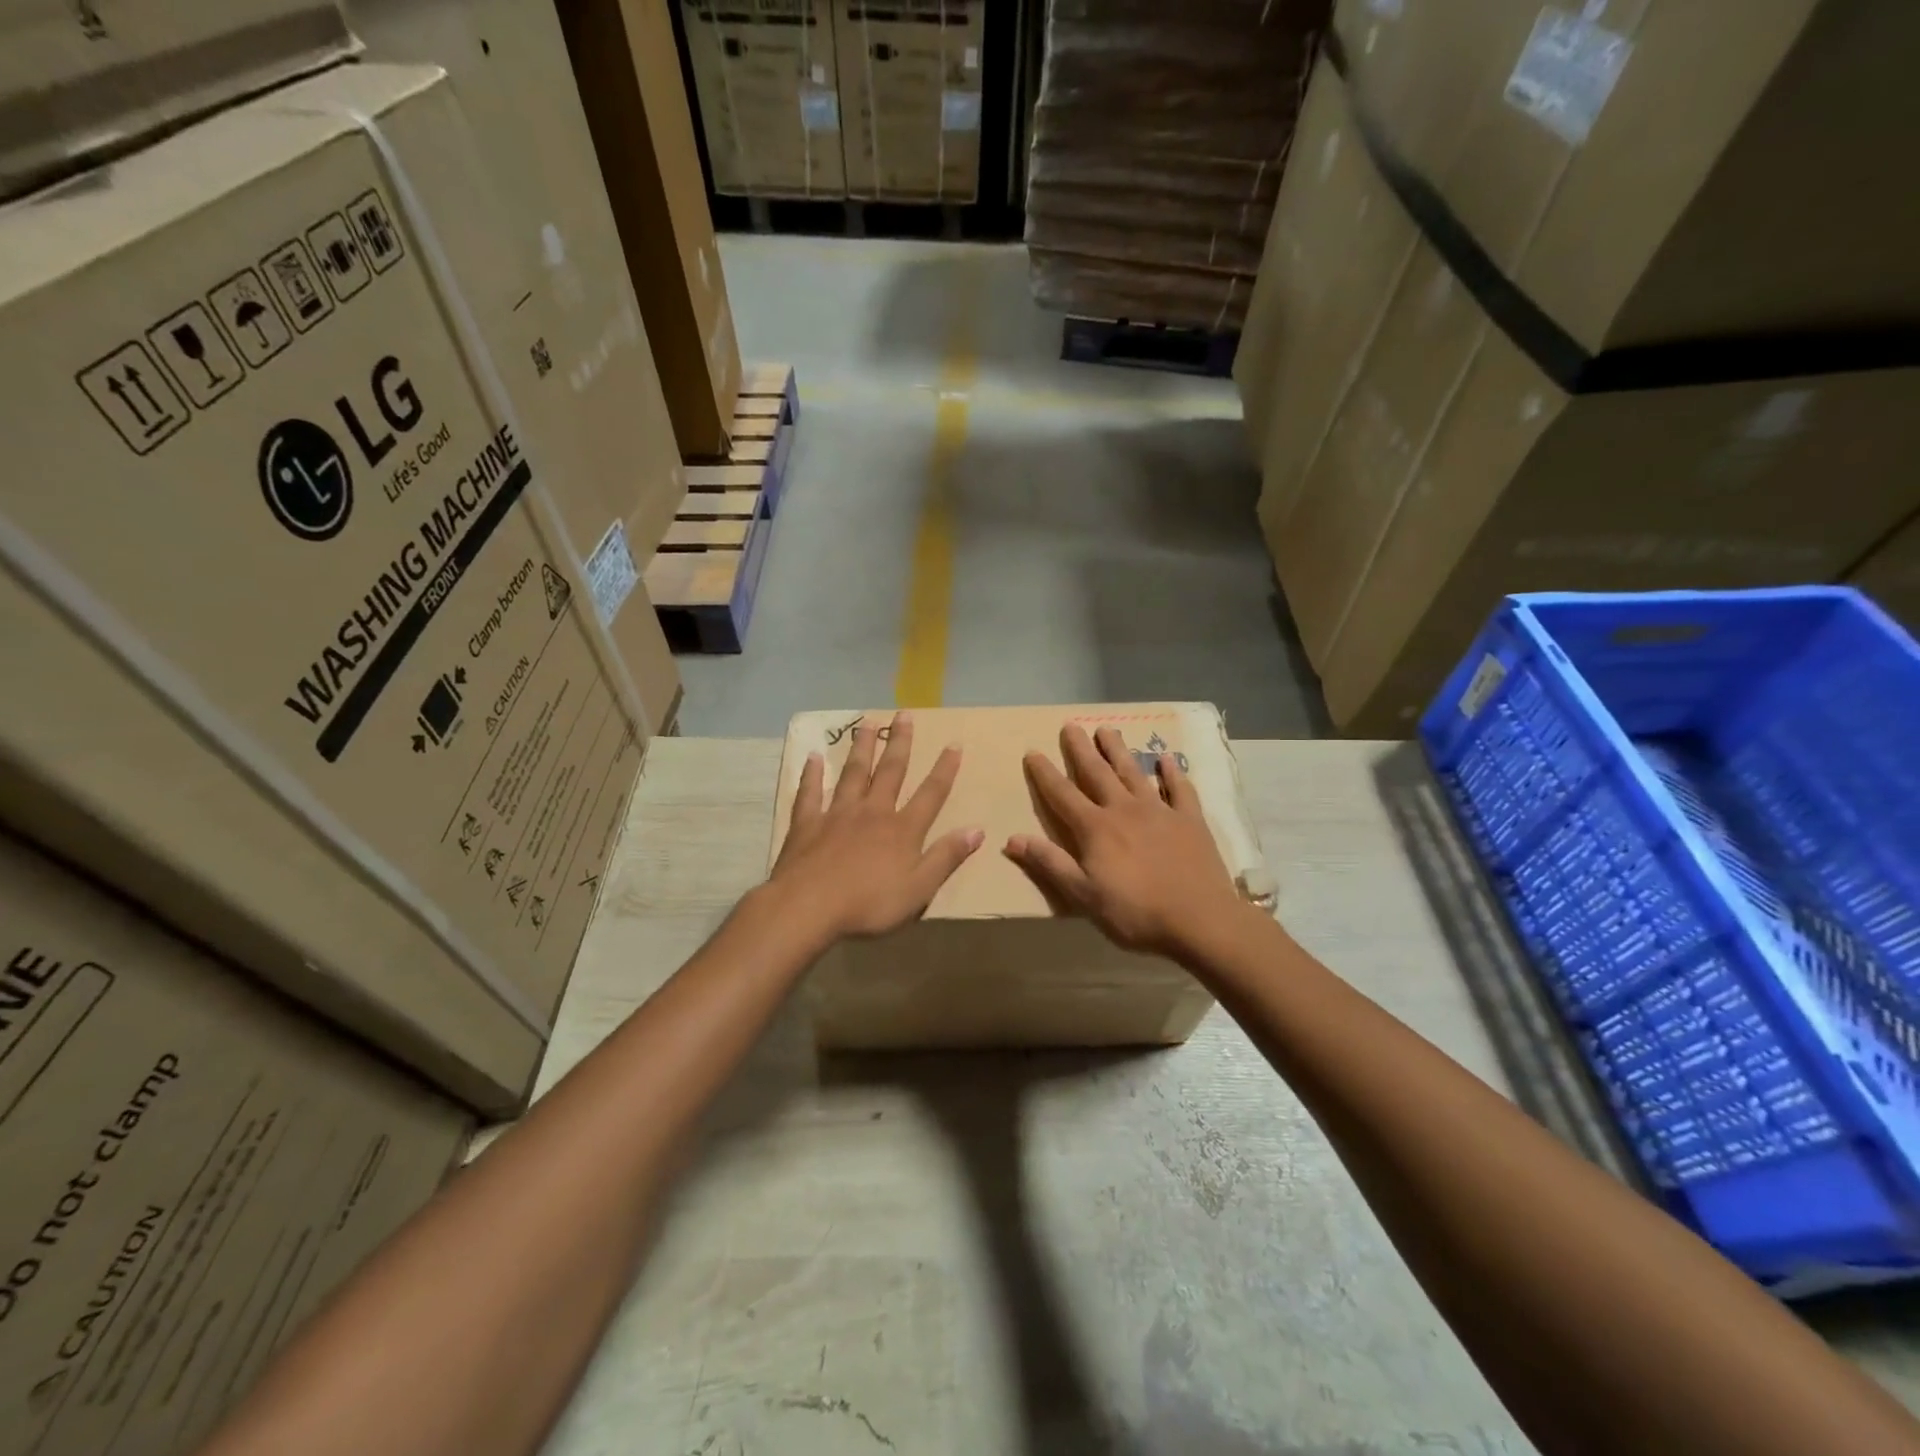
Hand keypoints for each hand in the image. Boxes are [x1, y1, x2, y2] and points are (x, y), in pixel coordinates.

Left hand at [769, 711, 982, 941]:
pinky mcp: (807, 823)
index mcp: (902, 830)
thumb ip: (946, 857)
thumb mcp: (919, 889)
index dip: (944, 769)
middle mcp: (873, 812)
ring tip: (868, 724)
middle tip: (904, 715)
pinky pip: (810, 793)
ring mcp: (838, 814)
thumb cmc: (869, 904)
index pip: (931, 794)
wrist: (809, 907)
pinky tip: (813, 757)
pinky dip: (812, 774)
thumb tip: (977, 830)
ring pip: (853, 773)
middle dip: (900, 743)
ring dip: (862, 747)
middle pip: (890, 771)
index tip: (954, 744)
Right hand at [1006, 724, 1249, 958]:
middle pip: (1097, 773)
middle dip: (1081, 749)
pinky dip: (1171, 772)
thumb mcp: (1083, 896)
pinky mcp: (1189, 820)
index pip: (1062, 794)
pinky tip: (1165, 759)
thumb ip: (1050, 863)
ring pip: (1133, 773)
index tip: (1032, 751)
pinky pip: (1179, 789)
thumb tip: (1012, 838)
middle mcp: (1124, 810)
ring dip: (1118, 751)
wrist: (1199, 920)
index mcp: (1095, 829)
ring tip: (1107, 730)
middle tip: (1071, 725)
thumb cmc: (1135, 913)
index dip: (1045, 773)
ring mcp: (1159, 811)